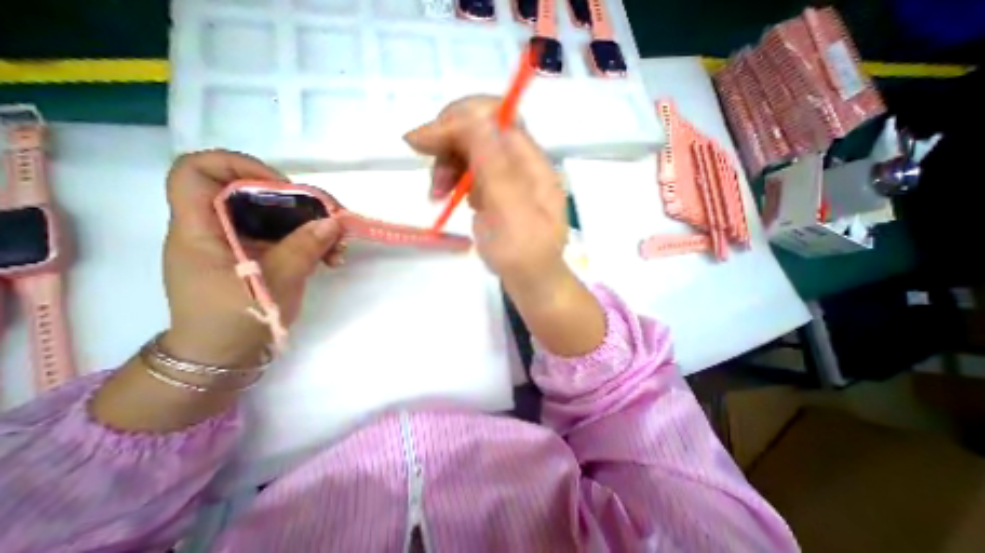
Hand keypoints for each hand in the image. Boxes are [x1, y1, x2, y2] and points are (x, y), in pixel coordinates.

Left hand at [162, 150, 344, 366]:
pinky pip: (290, 236)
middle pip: (255, 192)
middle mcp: (219, 227)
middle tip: (332, 220)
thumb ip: (303, 249)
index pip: (198, 172)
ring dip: (314, 226)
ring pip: (280, 216)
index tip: (285, 186)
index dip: (240, 167)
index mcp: (200, 229)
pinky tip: (332, 258)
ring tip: (340, 248)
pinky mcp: (263, 254)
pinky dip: (314, 242)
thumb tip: (334, 222)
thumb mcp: (272, 283)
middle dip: (299, 203)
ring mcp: (243, 241)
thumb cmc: (234, 320)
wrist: (225, 355)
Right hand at [405, 94, 604, 355]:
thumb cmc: (524, 254)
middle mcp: (520, 163)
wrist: (531, 281)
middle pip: (479, 131)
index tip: (426, 139)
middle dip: (448, 144)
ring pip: (469, 150)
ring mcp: (506, 177)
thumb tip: (476, 117)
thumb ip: (496, 166)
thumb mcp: (511, 213)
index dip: (460, 120)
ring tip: (436, 195)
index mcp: (531, 163)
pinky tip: (448, 197)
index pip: (496, 118)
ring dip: (446, 165)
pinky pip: (468, 171)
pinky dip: (452, 179)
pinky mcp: (494, 191)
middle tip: (427, 171)